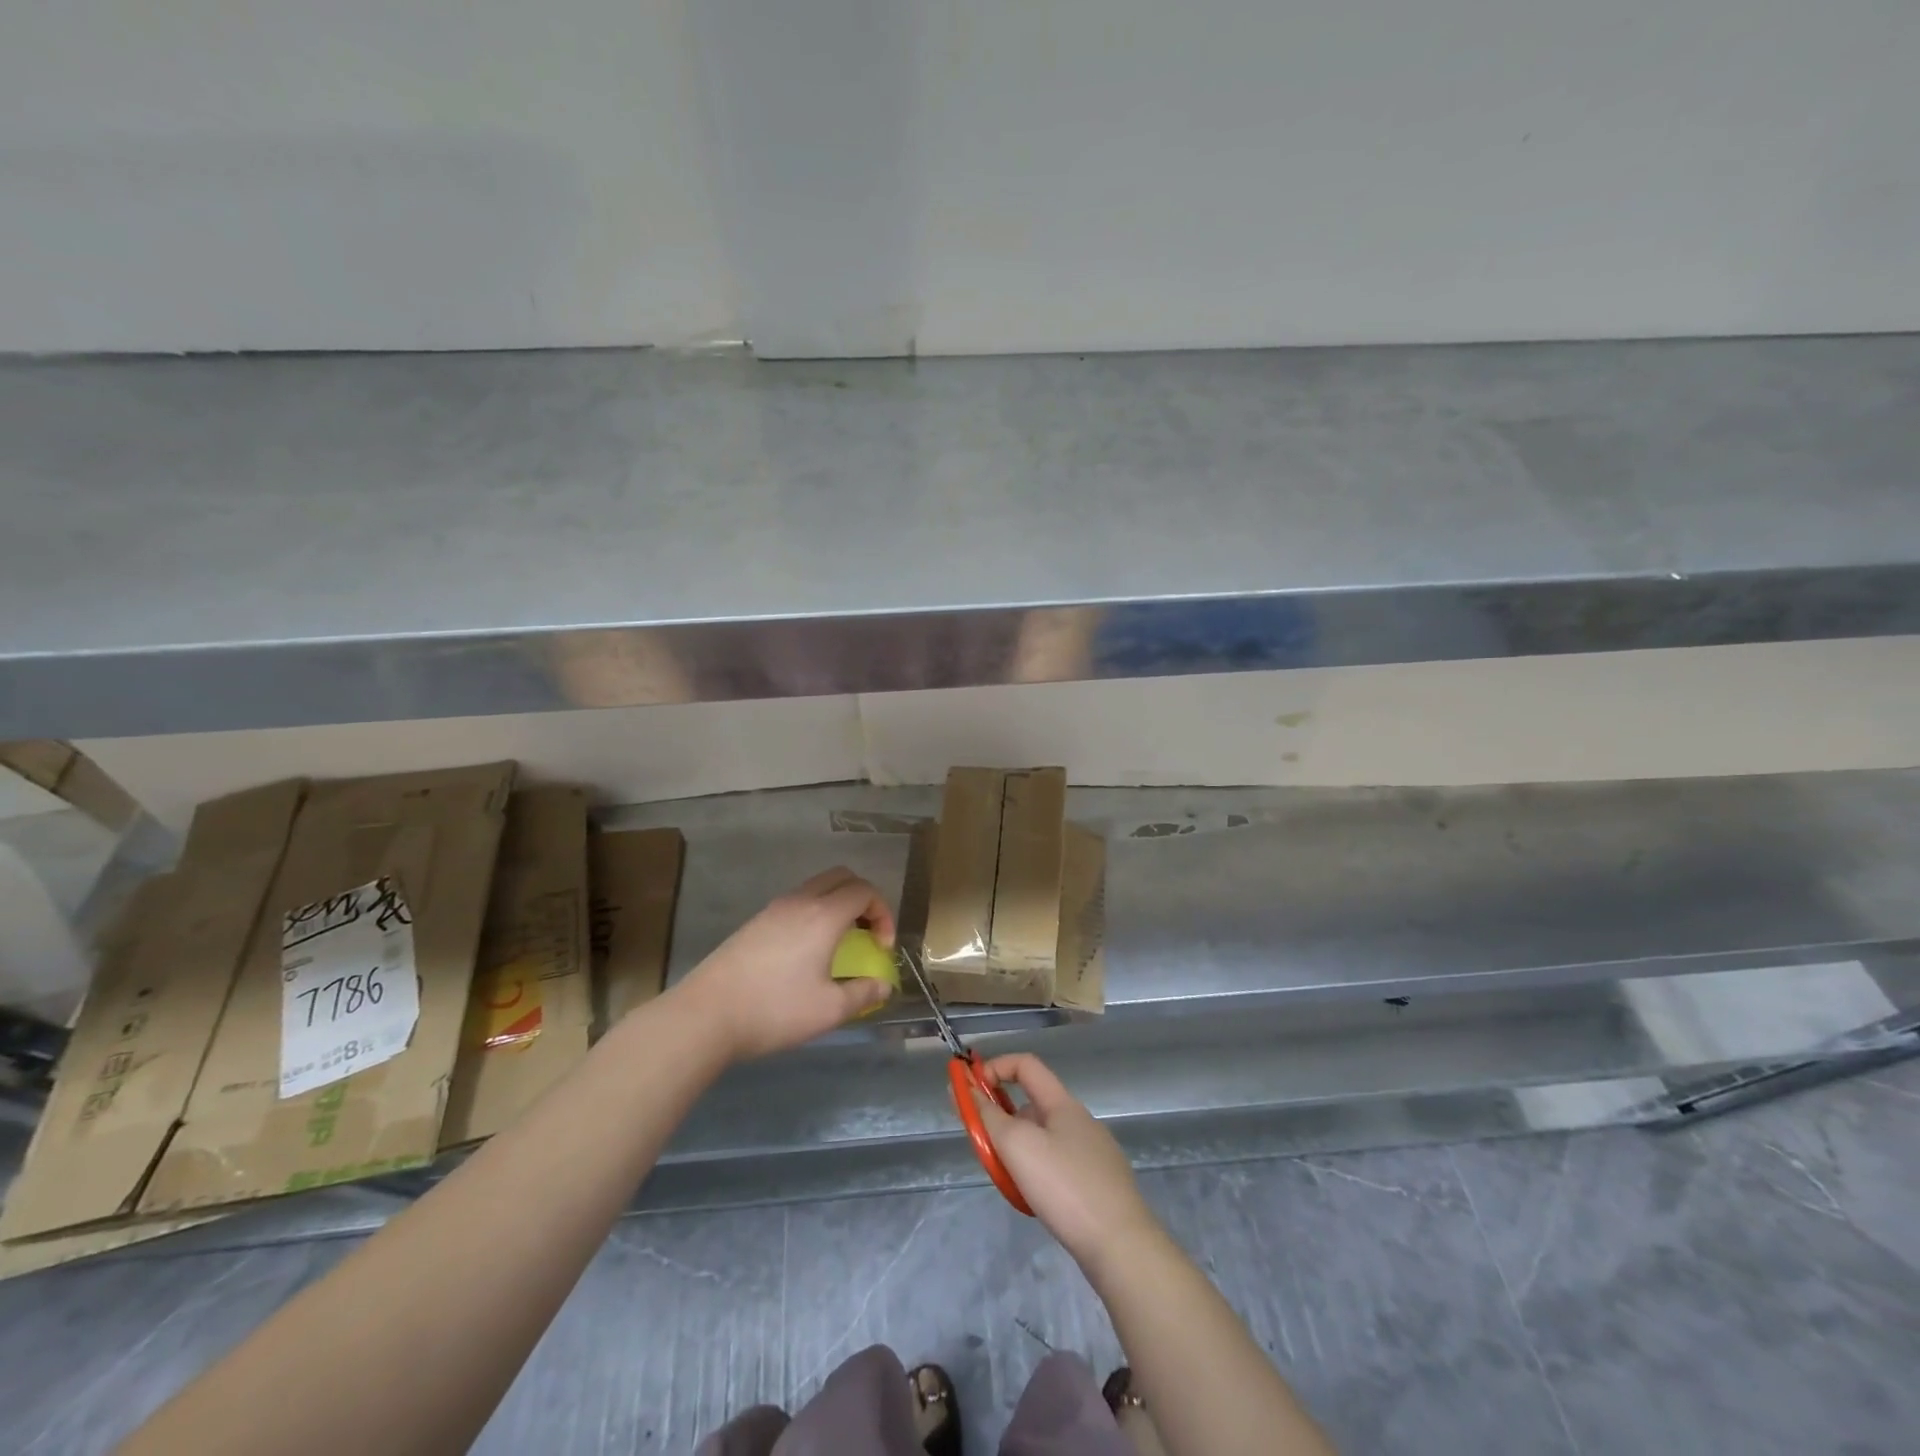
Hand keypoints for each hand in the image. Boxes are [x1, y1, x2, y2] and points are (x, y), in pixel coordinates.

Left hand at [676, 868, 896, 1061]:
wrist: (706, 1015)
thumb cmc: (774, 1010)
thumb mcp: (828, 1010)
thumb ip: (863, 993)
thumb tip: (884, 985)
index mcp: (823, 916)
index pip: (865, 890)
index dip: (883, 913)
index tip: (881, 947)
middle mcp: (800, 902)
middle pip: (841, 877)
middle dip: (863, 899)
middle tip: (867, 934)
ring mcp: (773, 909)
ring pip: (816, 887)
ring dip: (837, 904)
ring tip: (839, 943)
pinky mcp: (755, 922)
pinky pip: (796, 902)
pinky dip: (814, 913)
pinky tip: (806, 952)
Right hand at [965, 1053, 1160, 1268]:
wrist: (1121, 1247)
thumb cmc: (1065, 1187)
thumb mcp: (1018, 1147)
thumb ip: (989, 1116)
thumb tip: (967, 1088)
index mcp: (1063, 1104)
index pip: (1025, 1065)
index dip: (995, 1069)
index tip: (970, 1092)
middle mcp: (1080, 1120)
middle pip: (1032, 1104)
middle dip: (1002, 1119)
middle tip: (985, 1148)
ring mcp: (1093, 1153)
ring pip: (1044, 1138)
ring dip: (1019, 1149)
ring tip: (1008, 1181)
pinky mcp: (1099, 1183)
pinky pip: (1058, 1164)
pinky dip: (1038, 1171)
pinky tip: (1035, 1199)